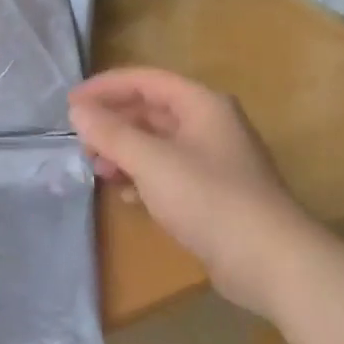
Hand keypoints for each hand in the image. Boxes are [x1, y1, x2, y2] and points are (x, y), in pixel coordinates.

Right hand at [69, 67, 323, 315]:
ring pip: (158, 143)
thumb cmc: (209, 199)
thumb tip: (78, 110)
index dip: (105, 88)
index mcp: (202, 104)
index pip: (145, 80)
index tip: (70, 103)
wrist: (273, 263)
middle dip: (113, 124)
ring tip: (99, 170)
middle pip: (151, 110)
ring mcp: (215, 160)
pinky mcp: (215, 194)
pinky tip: (127, 196)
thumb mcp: (151, 161)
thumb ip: (111, 132)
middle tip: (82, 143)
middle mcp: (210, 124)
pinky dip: (144, 177)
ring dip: (125, 152)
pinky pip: (169, 172)